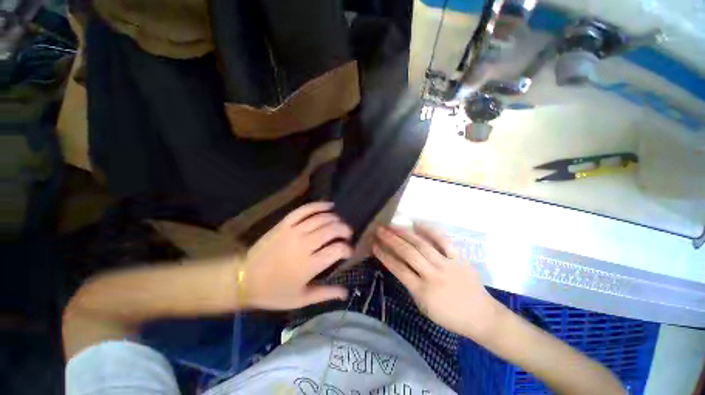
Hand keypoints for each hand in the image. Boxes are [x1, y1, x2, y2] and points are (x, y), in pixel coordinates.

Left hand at [242, 202, 351, 309]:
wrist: (244, 278)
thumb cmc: (274, 292)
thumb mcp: (301, 299)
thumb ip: (326, 294)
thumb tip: (346, 293)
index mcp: (309, 265)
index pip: (337, 250)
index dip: (348, 249)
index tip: (349, 252)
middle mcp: (303, 245)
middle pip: (331, 230)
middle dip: (345, 230)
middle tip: (348, 235)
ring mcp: (293, 231)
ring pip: (321, 218)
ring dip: (335, 219)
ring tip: (340, 224)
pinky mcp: (284, 224)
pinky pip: (304, 210)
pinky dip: (319, 205)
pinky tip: (329, 206)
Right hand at [373, 224, 502, 340]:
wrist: (482, 316)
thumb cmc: (449, 316)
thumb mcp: (424, 307)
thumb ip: (411, 285)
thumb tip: (398, 265)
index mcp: (422, 291)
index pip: (398, 268)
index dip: (384, 255)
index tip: (374, 244)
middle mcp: (433, 275)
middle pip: (408, 253)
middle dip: (390, 239)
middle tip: (379, 229)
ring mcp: (447, 264)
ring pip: (422, 244)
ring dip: (404, 233)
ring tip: (392, 225)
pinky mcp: (459, 258)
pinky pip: (443, 241)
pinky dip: (430, 231)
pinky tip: (417, 223)